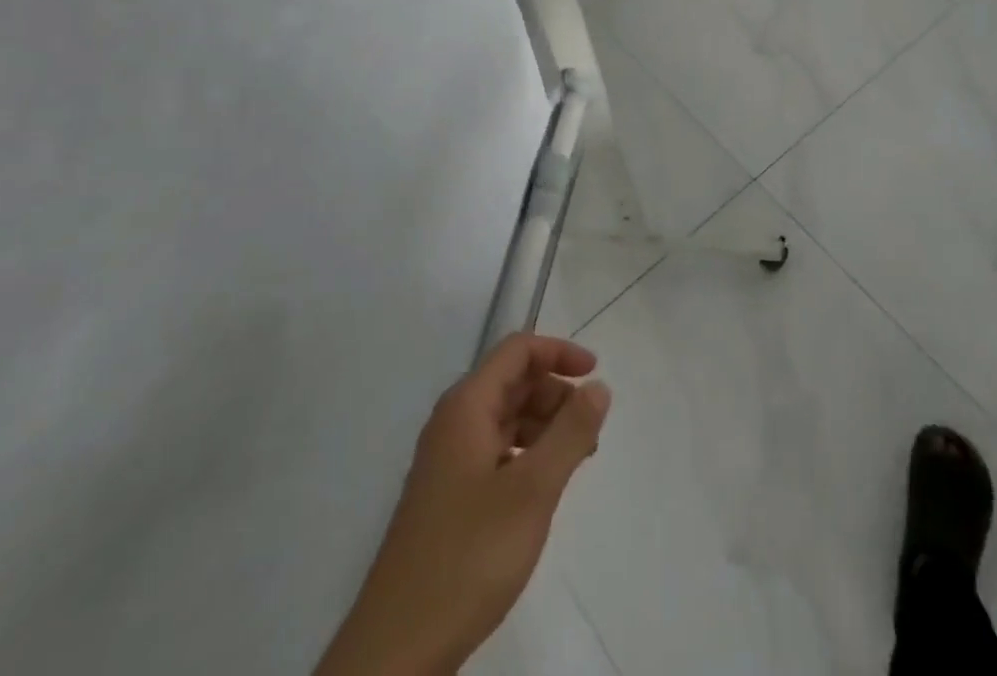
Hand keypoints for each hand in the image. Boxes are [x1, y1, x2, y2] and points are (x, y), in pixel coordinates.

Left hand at [316, 334, 611, 675]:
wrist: (397, 649)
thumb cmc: (469, 556)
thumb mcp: (533, 490)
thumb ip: (571, 433)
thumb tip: (598, 386)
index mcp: (467, 407)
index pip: (517, 351)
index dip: (558, 352)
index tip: (595, 373)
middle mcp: (453, 423)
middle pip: (512, 382)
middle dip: (555, 394)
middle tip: (590, 430)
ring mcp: (447, 461)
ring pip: (505, 419)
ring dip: (544, 426)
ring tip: (576, 460)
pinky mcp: (447, 497)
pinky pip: (495, 452)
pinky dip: (526, 455)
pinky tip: (543, 489)